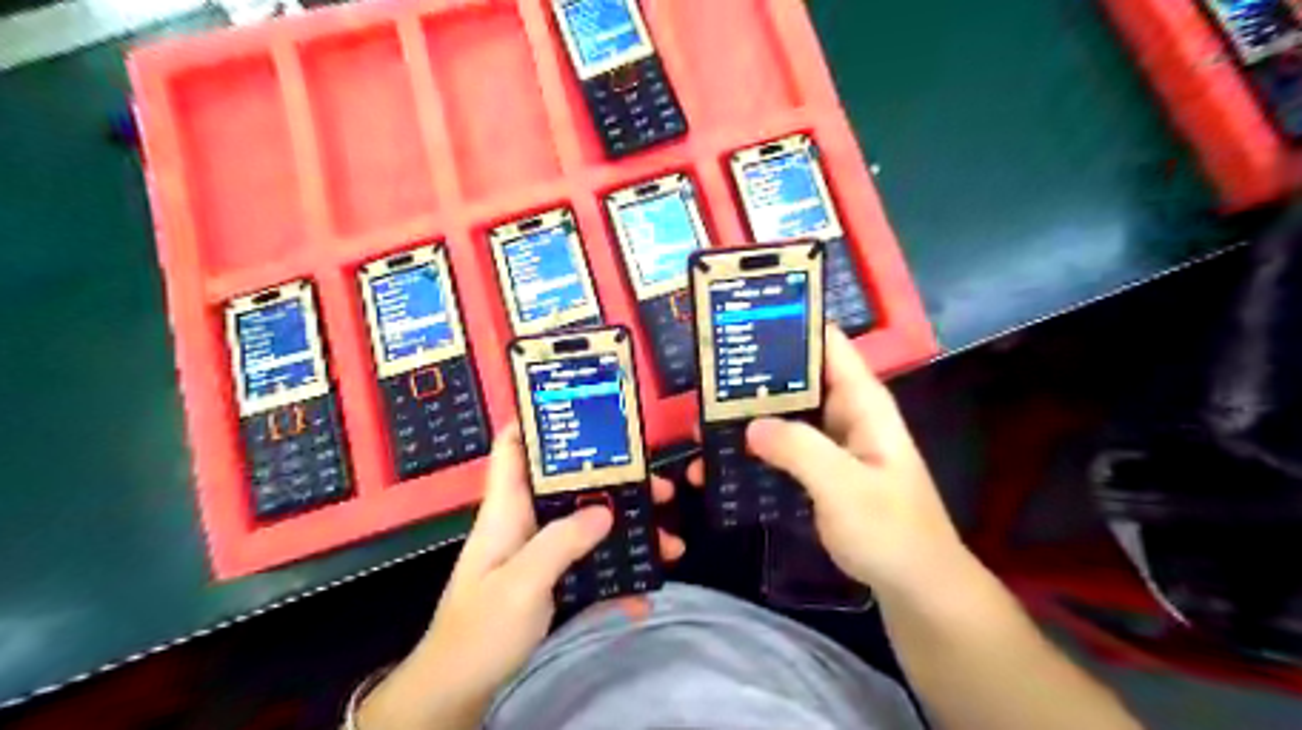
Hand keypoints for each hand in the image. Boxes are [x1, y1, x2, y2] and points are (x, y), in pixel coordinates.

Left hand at [355, 426, 681, 726]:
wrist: (459, 691)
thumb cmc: (479, 630)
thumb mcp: (521, 583)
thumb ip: (561, 542)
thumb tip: (605, 509)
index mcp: (507, 510)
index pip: (514, 448)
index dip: (539, 421)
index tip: (584, 409)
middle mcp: (526, 523)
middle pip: (571, 486)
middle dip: (615, 482)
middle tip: (659, 488)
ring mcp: (540, 554)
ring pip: (589, 526)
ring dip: (627, 532)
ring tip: (669, 543)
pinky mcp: (551, 582)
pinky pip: (590, 568)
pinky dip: (616, 577)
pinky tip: (642, 595)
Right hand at [685, 327, 969, 601]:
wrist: (916, 588)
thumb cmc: (890, 531)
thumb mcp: (845, 486)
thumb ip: (799, 449)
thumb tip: (749, 425)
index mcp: (861, 401)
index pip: (826, 343)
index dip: (789, 325)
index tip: (741, 321)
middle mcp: (845, 413)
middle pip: (795, 379)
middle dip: (752, 379)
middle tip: (703, 383)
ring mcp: (831, 444)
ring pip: (784, 416)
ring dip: (746, 420)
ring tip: (700, 426)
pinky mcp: (820, 472)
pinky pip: (781, 450)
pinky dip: (754, 453)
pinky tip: (721, 466)